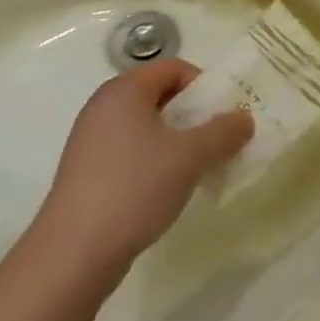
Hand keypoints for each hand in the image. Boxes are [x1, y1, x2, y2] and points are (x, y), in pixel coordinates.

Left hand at [30, 61, 253, 281]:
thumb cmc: (135, 187)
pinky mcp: (88, 172)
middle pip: (160, 96)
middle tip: (219, 141)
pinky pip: (132, 152)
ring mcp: (92, 141)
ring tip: (200, 168)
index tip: (224, 115)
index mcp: (124, 91)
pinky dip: (156, 161)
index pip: (173, 68)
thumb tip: (244, 119)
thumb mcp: (190, 157)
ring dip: (179, 141)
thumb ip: (223, 132)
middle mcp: (104, 107)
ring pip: (147, 127)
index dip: (204, 85)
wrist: (74, 252)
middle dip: (195, 115)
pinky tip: (170, 189)